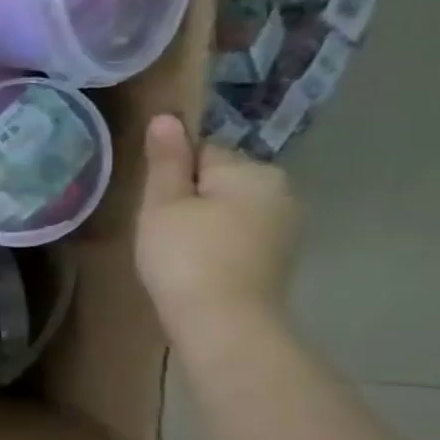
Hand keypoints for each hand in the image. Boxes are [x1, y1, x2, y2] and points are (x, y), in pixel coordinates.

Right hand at [136, 114, 297, 340]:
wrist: (223, 322)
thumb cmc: (185, 256)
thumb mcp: (163, 203)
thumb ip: (166, 160)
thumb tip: (167, 117)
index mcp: (252, 171)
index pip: (202, 152)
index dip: (172, 175)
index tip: (154, 204)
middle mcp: (280, 190)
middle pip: (219, 179)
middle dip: (190, 196)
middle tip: (159, 228)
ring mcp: (285, 225)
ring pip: (228, 207)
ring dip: (202, 220)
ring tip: (175, 249)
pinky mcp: (278, 255)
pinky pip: (239, 233)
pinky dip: (217, 242)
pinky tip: (197, 264)